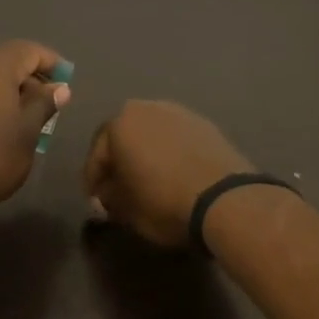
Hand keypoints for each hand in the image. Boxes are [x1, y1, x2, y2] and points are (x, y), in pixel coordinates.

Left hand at [0, 41, 70, 212]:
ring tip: (23, 121)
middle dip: (30, 79)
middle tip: (47, 106)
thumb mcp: (27, 133)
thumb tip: (59, 87)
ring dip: (8, 92)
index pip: (28, 50)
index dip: (51, 62)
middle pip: (5, 62)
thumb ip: (44, 104)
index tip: (66, 83)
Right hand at [83, 101, 252, 248]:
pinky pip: (176, 139)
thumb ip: (109, 198)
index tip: (96, 202)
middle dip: (119, 162)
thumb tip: (107, 194)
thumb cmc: (163, 202)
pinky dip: (169, 153)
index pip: (96, 155)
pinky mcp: (205, 124)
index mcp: (119, 124)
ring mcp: (179, 112)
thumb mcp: (125, 209)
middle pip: (124, 138)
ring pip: (151, 135)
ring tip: (148, 181)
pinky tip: (173, 175)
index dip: (93, 182)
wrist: (225, 200)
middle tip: (119, 189)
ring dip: (145, 154)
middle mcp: (146, 109)